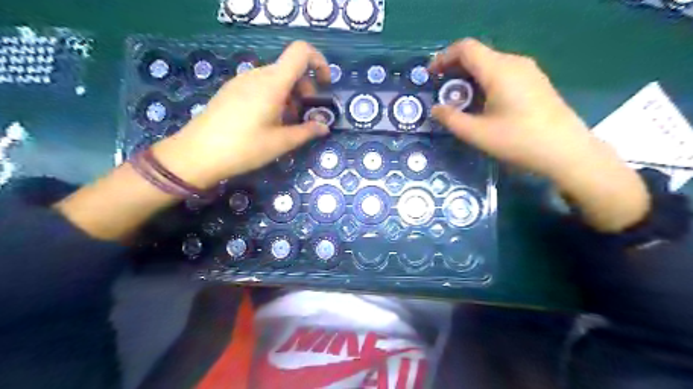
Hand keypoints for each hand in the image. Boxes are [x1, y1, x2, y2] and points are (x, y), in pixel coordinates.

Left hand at [151, 40, 330, 189]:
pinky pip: (260, 85)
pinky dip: (274, 98)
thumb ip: (307, 132)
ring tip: (286, 124)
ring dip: (289, 96)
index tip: (325, 86)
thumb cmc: (245, 147)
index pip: (301, 52)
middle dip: (305, 90)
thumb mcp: (281, 143)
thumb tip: (324, 127)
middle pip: (290, 69)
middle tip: (305, 117)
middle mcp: (258, 75)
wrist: (197, 154)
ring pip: (275, 79)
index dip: (319, 62)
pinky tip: (267, 122)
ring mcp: (242, 81)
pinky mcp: (232, 90)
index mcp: (273, 83)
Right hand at [432, 38, 598, 179]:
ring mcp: (528, 71)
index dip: (443, 57)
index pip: (465, 48)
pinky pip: (503, 73)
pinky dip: (485, 82)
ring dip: (470, 77)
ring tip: (460, 101)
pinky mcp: (536, 82)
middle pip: (478, 54)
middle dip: (455, 70)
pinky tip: (483, 104)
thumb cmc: (519, 141)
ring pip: (491, 64)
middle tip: (442, 92)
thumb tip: (435, 109)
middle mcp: (514, 62)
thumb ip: (451, 119)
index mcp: (499, 70)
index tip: (430, 75)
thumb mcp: (477, 133)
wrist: (566, 151)